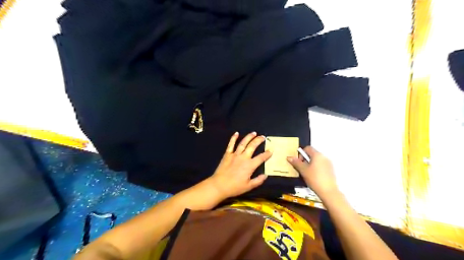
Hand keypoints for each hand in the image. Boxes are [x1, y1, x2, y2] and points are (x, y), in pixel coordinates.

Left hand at [208, 133, 272, 200]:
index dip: (267, 154)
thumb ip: (258, 180)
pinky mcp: (227, 154)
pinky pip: (231, 144)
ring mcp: (235, 154)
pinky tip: (236, 133)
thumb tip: (266, 175)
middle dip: (259, 140)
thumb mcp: (249, 186)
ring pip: (243, 143)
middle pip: (252, 146)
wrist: (219, 185)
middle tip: (263, 137)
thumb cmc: (235, 187)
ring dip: (249, 137)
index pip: (261, 158)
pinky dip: (233, 138)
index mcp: (250, 165)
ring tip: (254, 133)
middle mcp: (243, 157)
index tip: (271, 150)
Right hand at [287, 146, 337, 198]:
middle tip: (302, 169)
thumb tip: (289, 157)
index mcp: (317, 155)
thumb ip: (296, 162)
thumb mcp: (303, 170)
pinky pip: (321, 165)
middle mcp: (324, 157)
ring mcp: (328, 163)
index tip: (299, 162)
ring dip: (311, 164)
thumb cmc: (314, 179)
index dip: (301, 153)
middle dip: (306, 160)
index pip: (307, 148)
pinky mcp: (331, 170)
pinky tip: (314, 177)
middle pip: (312, 154)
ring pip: (317, 160)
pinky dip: (316, 168)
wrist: (328, 191)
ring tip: (308, 174)